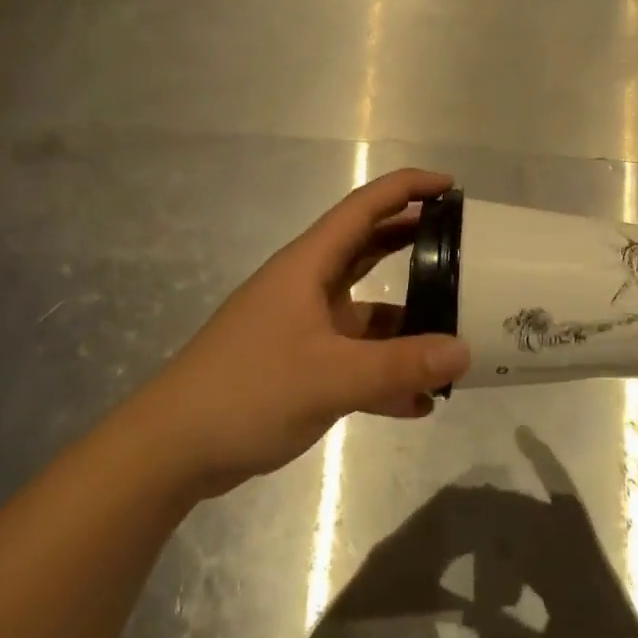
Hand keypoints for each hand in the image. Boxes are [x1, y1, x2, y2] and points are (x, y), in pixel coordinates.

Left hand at [138, 169, 470, 496]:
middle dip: (414, 242)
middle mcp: (309, 286)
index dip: (408, 188)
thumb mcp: (329, 377)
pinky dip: (386, 371)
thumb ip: (399, 365)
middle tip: (464, 246)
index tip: (451, 187)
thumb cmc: (247, 391)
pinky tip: (419, 401)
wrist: (172, 449)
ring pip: (367, 309)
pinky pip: (355, 357)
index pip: (365, 207)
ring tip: (456, 332)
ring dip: (408, 320)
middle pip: (369, 248)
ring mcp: (304, 326)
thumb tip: (465, 352)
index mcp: (309, 265)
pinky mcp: (300, 364)